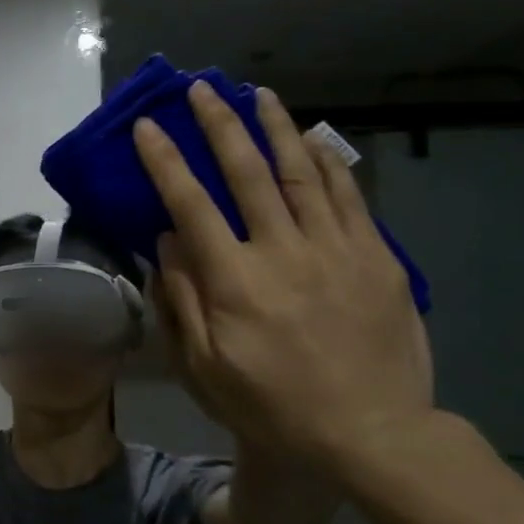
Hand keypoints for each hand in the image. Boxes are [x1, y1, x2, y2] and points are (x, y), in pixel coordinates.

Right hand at [135, 82, 433, 474]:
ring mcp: (336, 250)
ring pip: (302, 173)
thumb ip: (182, 299)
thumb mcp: (204, 367)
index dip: (165, 162)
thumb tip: (166, 241)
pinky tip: (315, 139)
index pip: (190, 205)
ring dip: (276, 128)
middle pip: (246, 173)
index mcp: (234, 280)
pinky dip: (329, 162)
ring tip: (259, 94)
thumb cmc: (272, 405)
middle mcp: (283, 251)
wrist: (372, 433)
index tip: (147, 127)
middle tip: (201, 89)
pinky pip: (350, 198)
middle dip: (219, 125)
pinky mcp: (376, 259)